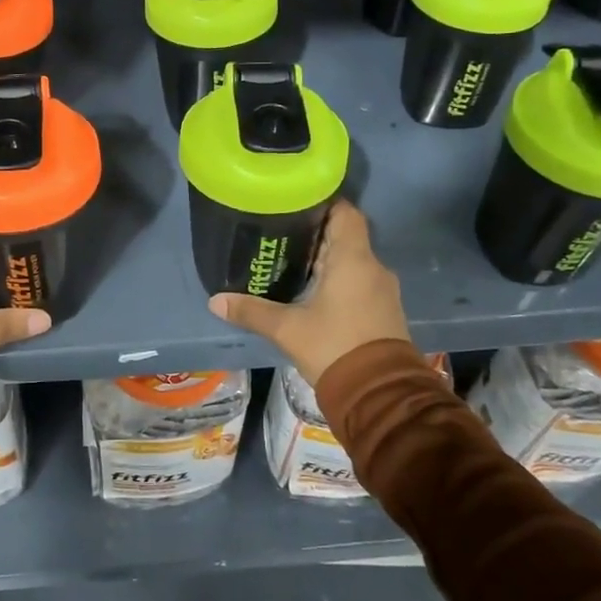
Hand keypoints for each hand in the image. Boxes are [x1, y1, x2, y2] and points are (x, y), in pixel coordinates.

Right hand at [208, 200, 409, 385]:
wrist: (379, 396)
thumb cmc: (334, 348)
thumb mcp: (287, 329)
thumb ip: (252, 311)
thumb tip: (215, 300)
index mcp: (353, 259)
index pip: (345, 212)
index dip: (322, 204)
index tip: (295, 205)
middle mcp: (373, 267)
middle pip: (346, 236)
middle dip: (316, 234)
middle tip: (282, 235)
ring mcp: (383, 290)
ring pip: (354, 261)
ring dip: (328, 260)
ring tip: (293, 263)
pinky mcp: (385, 311)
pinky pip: (361, 282)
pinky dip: (340, 281)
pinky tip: (315, 293)